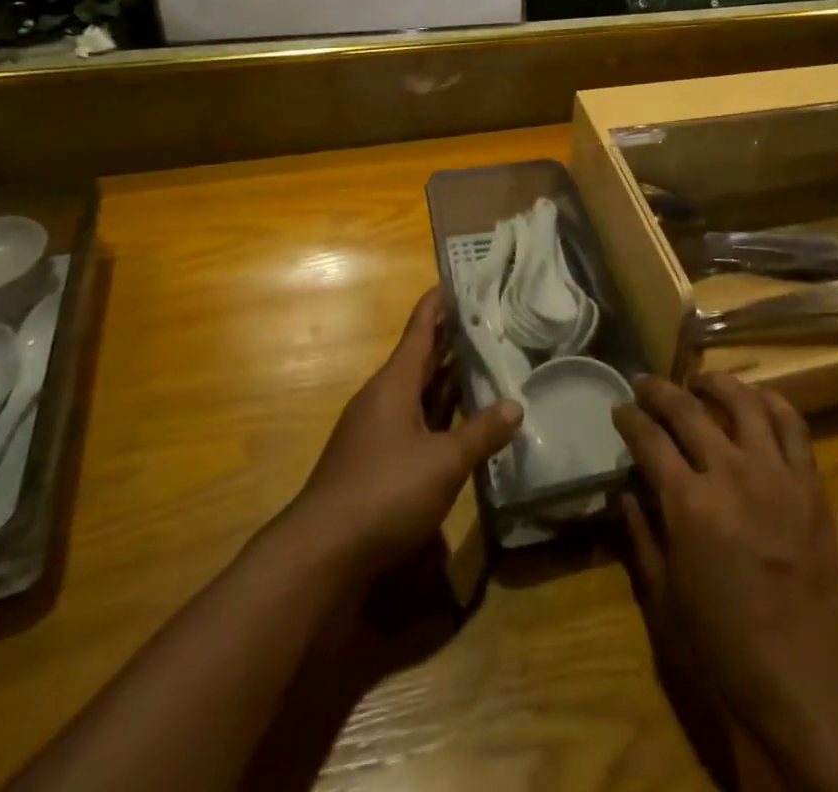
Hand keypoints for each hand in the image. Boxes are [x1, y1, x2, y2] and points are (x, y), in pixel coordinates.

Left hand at [291, 287, 521, 579]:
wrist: (321, 555)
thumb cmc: (385, 492)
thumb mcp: (443, 462)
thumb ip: (481, 432)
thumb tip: (516, 405)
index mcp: (394, 384)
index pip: (419, 330)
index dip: (438, 304)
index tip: (458, 281)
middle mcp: (382, 399)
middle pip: (420, 359)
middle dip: (450, 341)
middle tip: (488, 321)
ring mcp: (375, 431)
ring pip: (418, 393)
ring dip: (447, 380)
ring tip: (484, 364)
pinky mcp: (375, 462)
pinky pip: (414, 423)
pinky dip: (439, 415)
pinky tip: (462, 424)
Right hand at [615, 375, 837, 791]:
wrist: (805, 677)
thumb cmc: (724, 647)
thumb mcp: (664, 599)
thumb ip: (640, 536)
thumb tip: (623, 492)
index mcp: (688, 504)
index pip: (650, 439)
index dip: (630, 418)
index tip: (619, 407)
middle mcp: (730, 474)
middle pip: (688, 410)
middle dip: (660, 390)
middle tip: (645, 382)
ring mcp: (775, 473)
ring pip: (744, 402)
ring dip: (716, 383)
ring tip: (700, 381)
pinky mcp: (809, 482)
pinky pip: (793, 425)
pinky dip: (771, 402)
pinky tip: (756, 399)